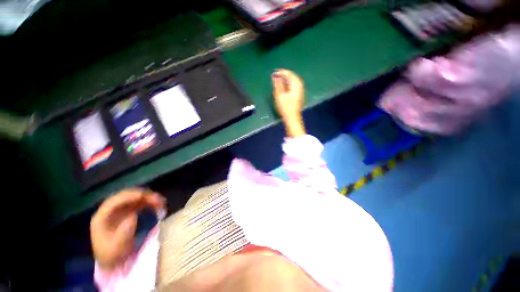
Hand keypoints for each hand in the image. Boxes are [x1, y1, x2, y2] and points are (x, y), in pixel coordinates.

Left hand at [90, 189, 164, 269]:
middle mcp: (110, 210)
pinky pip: (140, 202)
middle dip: (143, 195)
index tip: (144, 196)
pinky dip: (149, 202)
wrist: (111, 261)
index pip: (115, 201)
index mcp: (102, 217)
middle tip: (158, 200)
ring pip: (135, 198)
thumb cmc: (112, 255)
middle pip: (127, 196)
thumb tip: (133, 215)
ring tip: (161, 203)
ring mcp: (120, 210)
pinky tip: (157, 206)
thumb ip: (123, 232)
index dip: (129, 196)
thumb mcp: (116, 247)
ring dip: (149, 198)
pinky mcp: (128, 211)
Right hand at [272, 69, 305, 136]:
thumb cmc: (285, 107)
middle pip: (292, 76)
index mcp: (295, 85)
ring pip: (294, 80)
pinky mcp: (299, 94)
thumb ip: (278, 85)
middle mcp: (299, 86)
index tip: (273, 73)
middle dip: (284, 74)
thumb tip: (275, 76)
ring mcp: (300, 90)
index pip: (289, 74)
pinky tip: (285, 85)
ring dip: (287, 78)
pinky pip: (294, 84)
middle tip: (276, 74)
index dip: (281, 72)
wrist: (292, 118)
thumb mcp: (279, 95)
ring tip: (279, 79)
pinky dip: (289, 83)